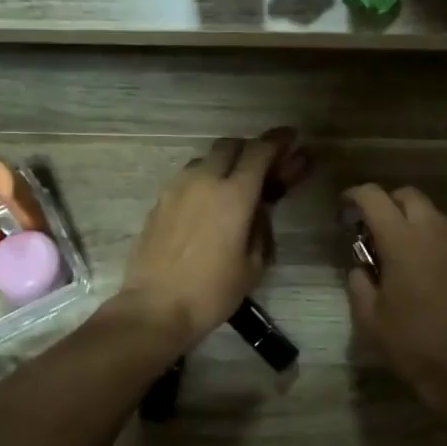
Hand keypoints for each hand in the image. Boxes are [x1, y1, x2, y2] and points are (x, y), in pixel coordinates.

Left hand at [118, 131, 306, 349]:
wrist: (156, 308)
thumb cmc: (212, 292)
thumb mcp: (254, 264)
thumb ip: (261, 226)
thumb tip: (259, 207)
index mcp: (234, 194)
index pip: (260, 151)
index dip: (278, 141)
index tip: (290, 138)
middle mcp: (204, 181)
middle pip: (230, 145)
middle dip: (250, 149)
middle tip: (263, 166)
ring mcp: (176, 189)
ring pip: (205, 160)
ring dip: (223, 166)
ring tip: (233, 189)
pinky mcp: (159, 202)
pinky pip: (187, 180)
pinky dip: (203, 183)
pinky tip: (207, 207)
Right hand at [343, 184, 446, 413]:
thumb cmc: (412, 343)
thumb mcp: (369, 318)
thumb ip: (359, 283)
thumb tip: (361, 268)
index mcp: (402, 240)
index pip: (374, 197)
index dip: (355, 195)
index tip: (344, 208)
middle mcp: (434, 232)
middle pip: (408, 195)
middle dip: (386, 203)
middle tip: (372, 229)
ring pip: (432, 214)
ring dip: (411, 221)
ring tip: (398, 251)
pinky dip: (431, 239)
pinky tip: (424, 270)